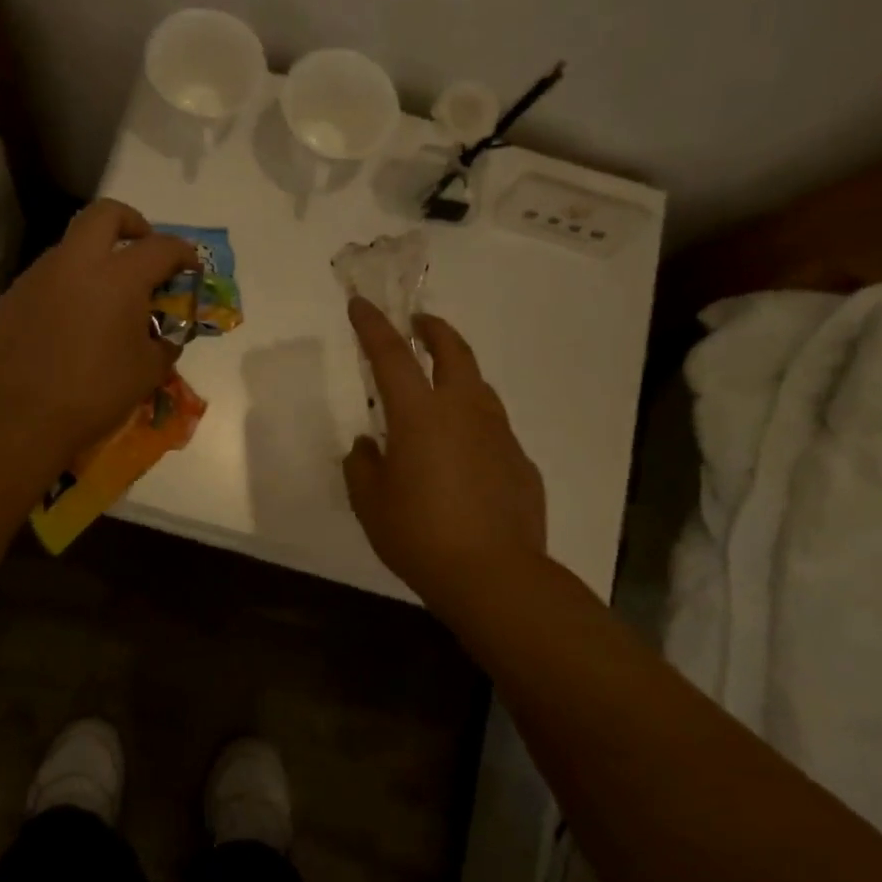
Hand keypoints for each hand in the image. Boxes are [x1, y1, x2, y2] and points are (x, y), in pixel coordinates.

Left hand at [0, 200, 197, 471]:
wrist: (16, 419)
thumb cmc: (93, 394)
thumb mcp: (147, 372)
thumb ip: (165, 343)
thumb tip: (167, 335)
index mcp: (118, 277)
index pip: (161, 247)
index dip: (183, 253)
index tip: (191, 268)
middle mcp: (76, 263)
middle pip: (106, 214)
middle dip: (132, 223)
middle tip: (142, 251)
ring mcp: (37, 277)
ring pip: (71, 246)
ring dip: (95, 259)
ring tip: (106, 299)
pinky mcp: (11, 297)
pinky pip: (47, 279)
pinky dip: (67, 288)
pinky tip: (70, 325)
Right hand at [343, 297, 548, 612]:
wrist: (495, 576)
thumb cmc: (419, 534)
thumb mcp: (371, 503)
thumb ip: (363, 466)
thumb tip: (369, 447)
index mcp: (420, 414)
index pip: (391, 354)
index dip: (373, 325)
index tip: (360, 305)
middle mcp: (463, 410)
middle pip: (452, 351)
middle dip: (433, 329)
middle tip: (419, 322)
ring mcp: (498, 434)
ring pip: (479, 386)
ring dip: (457, 373)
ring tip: (440, 386)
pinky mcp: (520, 461)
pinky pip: (493, 428)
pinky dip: (474, 423)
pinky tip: (464, 453)